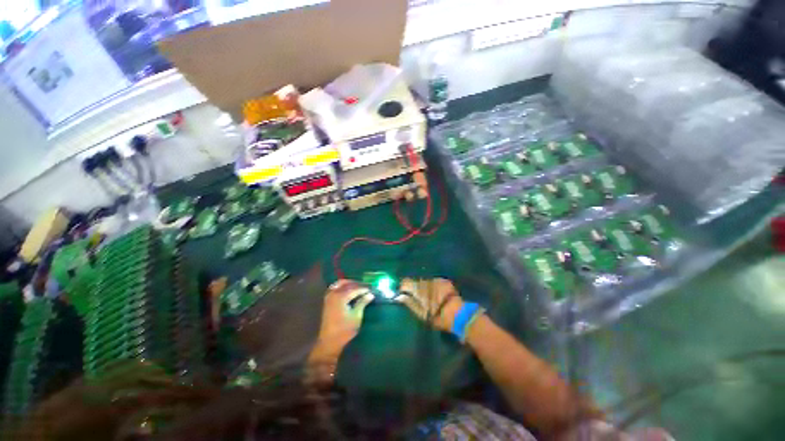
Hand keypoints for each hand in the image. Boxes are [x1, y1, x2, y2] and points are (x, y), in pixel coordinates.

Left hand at [307, 280, 373, 384]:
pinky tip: (349, 290)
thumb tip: (370, 294)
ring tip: (359, 287)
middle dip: (357, 284)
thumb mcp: (356, 316)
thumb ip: (362, 302)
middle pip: (347, 283)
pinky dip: (342, 286)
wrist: (329, 341)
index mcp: (341, 297)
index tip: (372, 288)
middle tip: (367, 287)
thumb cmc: (344, 330)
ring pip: (340, 283)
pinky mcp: (327, 300)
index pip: (355, 288)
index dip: (364, 288)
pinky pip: (335, 287)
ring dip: (350, 283)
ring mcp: (329, 296)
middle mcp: (334, 293)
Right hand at [396, 278, 463, 332]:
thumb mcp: (421, 313)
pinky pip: (434, 281)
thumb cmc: (437, 316)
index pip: (405, 282)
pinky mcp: (444, 280)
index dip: (403, 287)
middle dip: (414, 287)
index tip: (403, 293)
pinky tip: (437, 294)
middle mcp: (426, 281)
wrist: (458, 314)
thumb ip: (409, 303)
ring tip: (428, 296)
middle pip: (416, 281)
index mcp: (418, 289)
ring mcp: (436, 279)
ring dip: (425, 287)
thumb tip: (398, 297)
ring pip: (425, 281)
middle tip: (416, 297)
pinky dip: (433, 286)